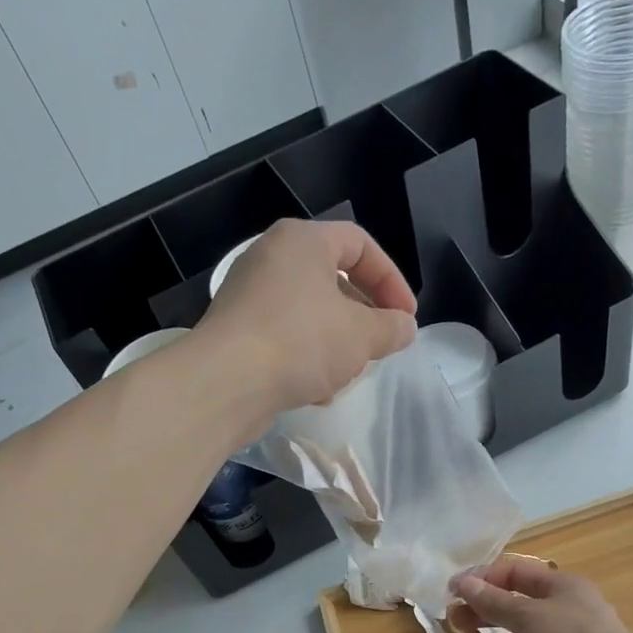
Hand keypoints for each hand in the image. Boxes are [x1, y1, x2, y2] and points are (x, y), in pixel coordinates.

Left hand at [195, 219, 416, 427]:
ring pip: (308, 314)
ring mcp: (248, 298)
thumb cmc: (301, 343)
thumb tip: (404, 327)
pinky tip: (317, 392)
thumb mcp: (361, 335)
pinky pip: (284, 339)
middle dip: (362, 316)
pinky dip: (306, 360)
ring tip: (349, 373)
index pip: (359, 244)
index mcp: (301, 241)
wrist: (226, 383)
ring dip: (335, 343)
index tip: (406, 318)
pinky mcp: (237, 335)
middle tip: (379, 345)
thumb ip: (390, 328)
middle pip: (332, 280)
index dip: (391, 280)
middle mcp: (270, 260)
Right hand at [449, 557, 632, 632]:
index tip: (454, 591)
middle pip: (515, 609)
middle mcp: (563, 615)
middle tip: (456, 623)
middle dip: (484, 614)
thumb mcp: (527, 615)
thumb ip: (492, 601)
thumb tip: (463, 583)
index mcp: (560, 588)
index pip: (515, 574)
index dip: (483, 580)